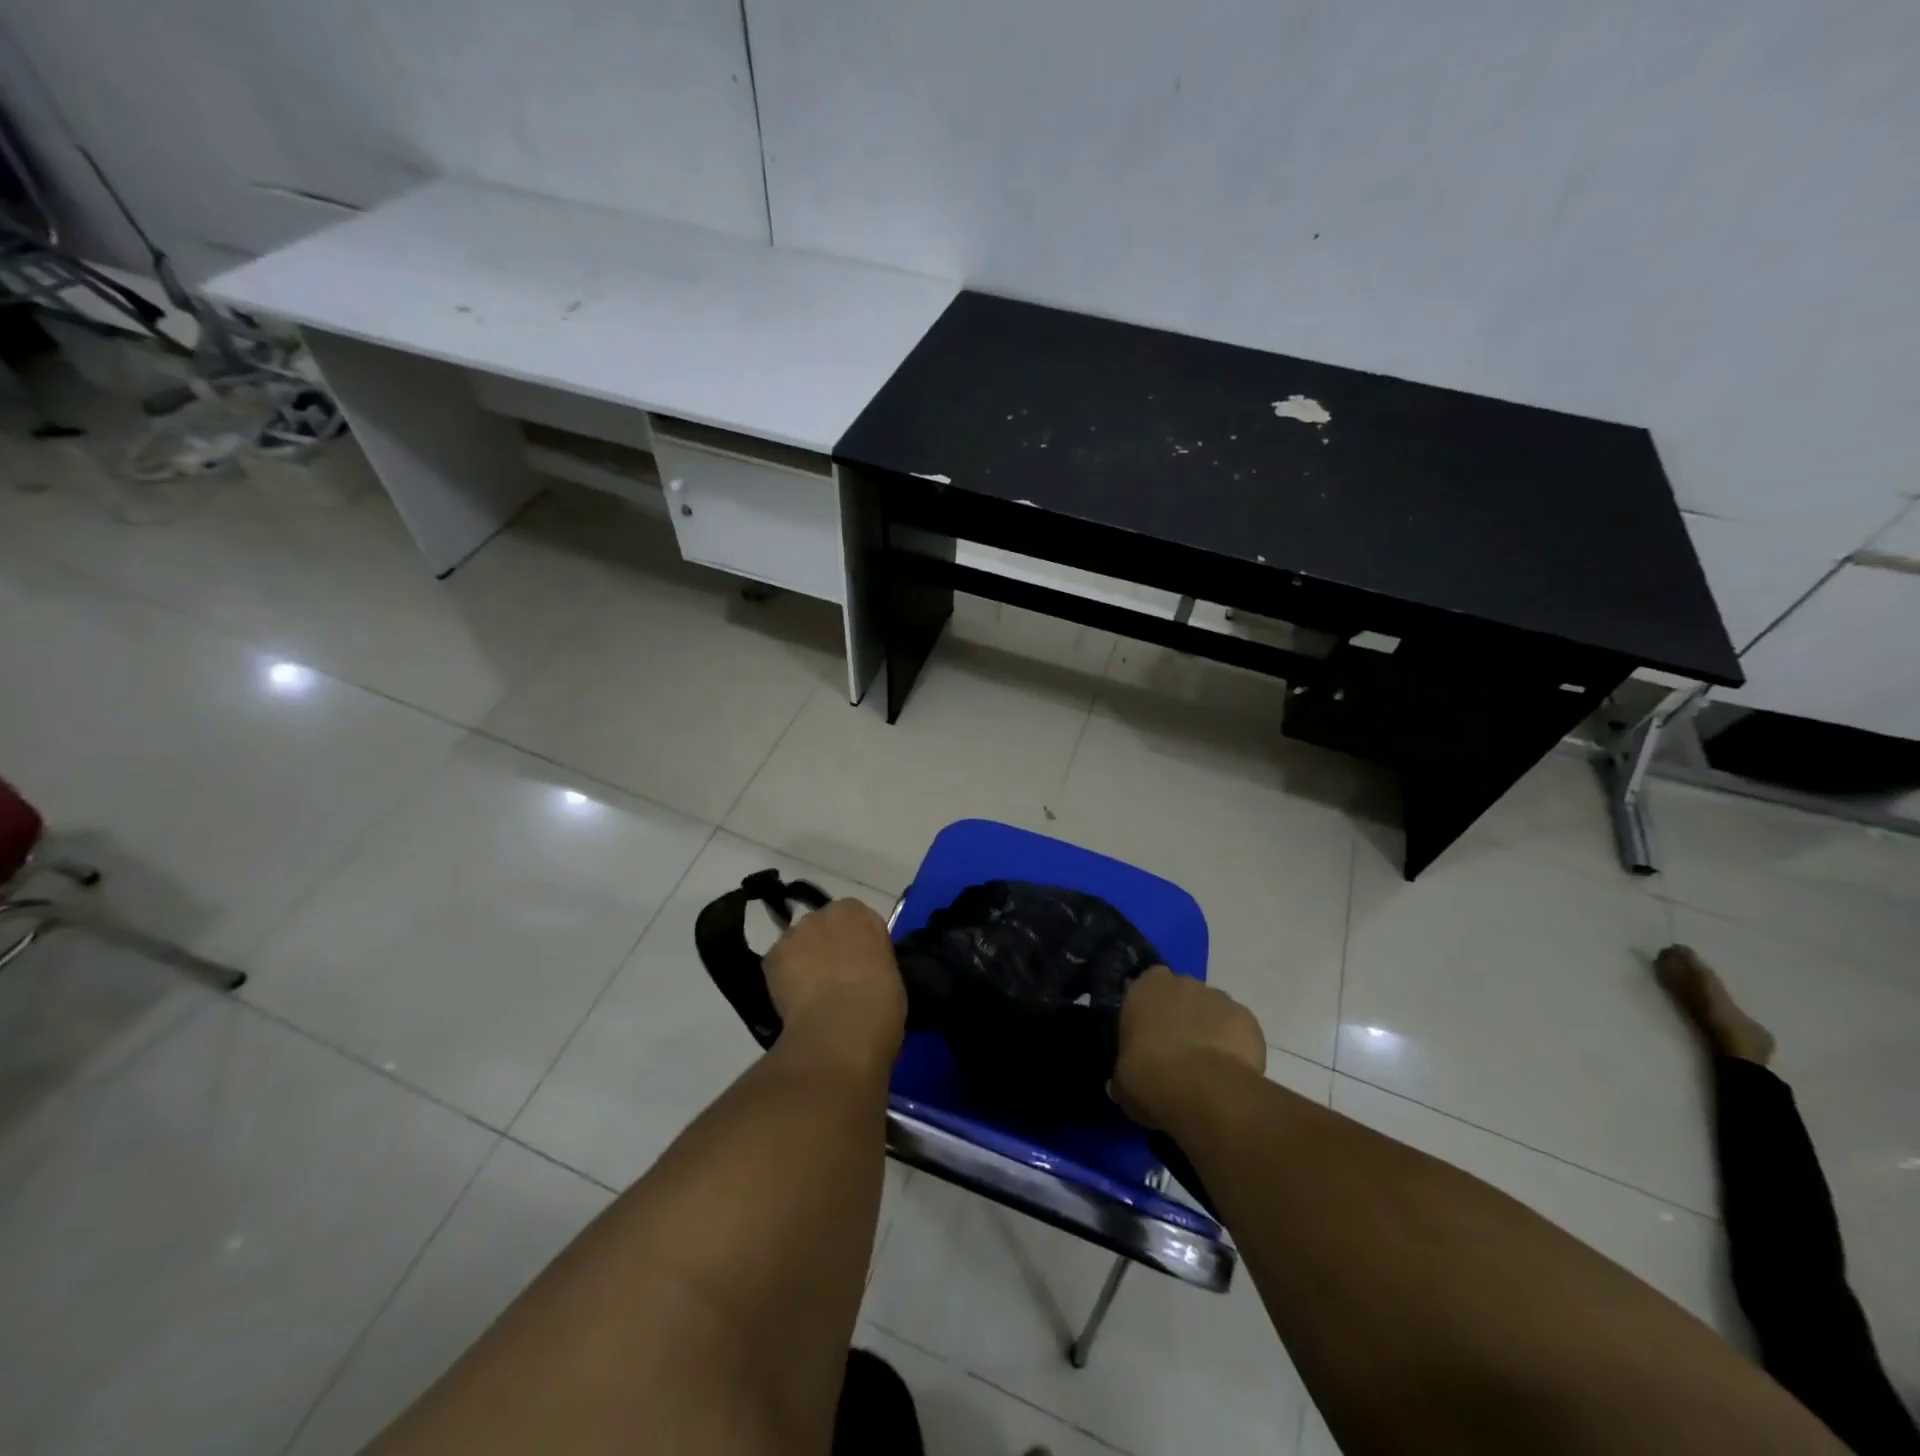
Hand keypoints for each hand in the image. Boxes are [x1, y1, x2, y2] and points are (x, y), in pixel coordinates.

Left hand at [765, 898, 906, 1067]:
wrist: (844, 1023)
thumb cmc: (880, 1001)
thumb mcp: (889, 973)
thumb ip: (871, 962)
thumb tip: (862, 973)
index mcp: (861, 913)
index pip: (856, 919)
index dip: (855, 943)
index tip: (858, 965)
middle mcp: (826, 913)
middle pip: (823, 926)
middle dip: (826, 947)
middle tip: (833, 979)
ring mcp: (796, 932)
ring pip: (798, 943)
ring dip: (802, 960)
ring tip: (810, 995)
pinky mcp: (773, 955)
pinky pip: (779, 964)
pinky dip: (783, 979)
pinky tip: (794, 1003)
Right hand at [1113, 966, 1265, 1127]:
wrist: (1203, 1091)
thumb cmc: (1149, 1077)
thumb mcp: (1122, 1080)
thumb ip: (1123, 1072)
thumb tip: (1121, 1083)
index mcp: (1145, 986)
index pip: (1145, 986)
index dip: (1150, 1010)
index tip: (1149, 1035)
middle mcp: (1182, 982)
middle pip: (1181, 994)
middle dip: (1181, 1016)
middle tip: (1177, 1051)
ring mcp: (1218, 997)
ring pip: (1212, 1009)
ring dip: (1209, 1029)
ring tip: (1207, 1067)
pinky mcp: (1247, 1017)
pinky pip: (1238, 1028)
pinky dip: (1235, 1045)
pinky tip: (1229, 1072)